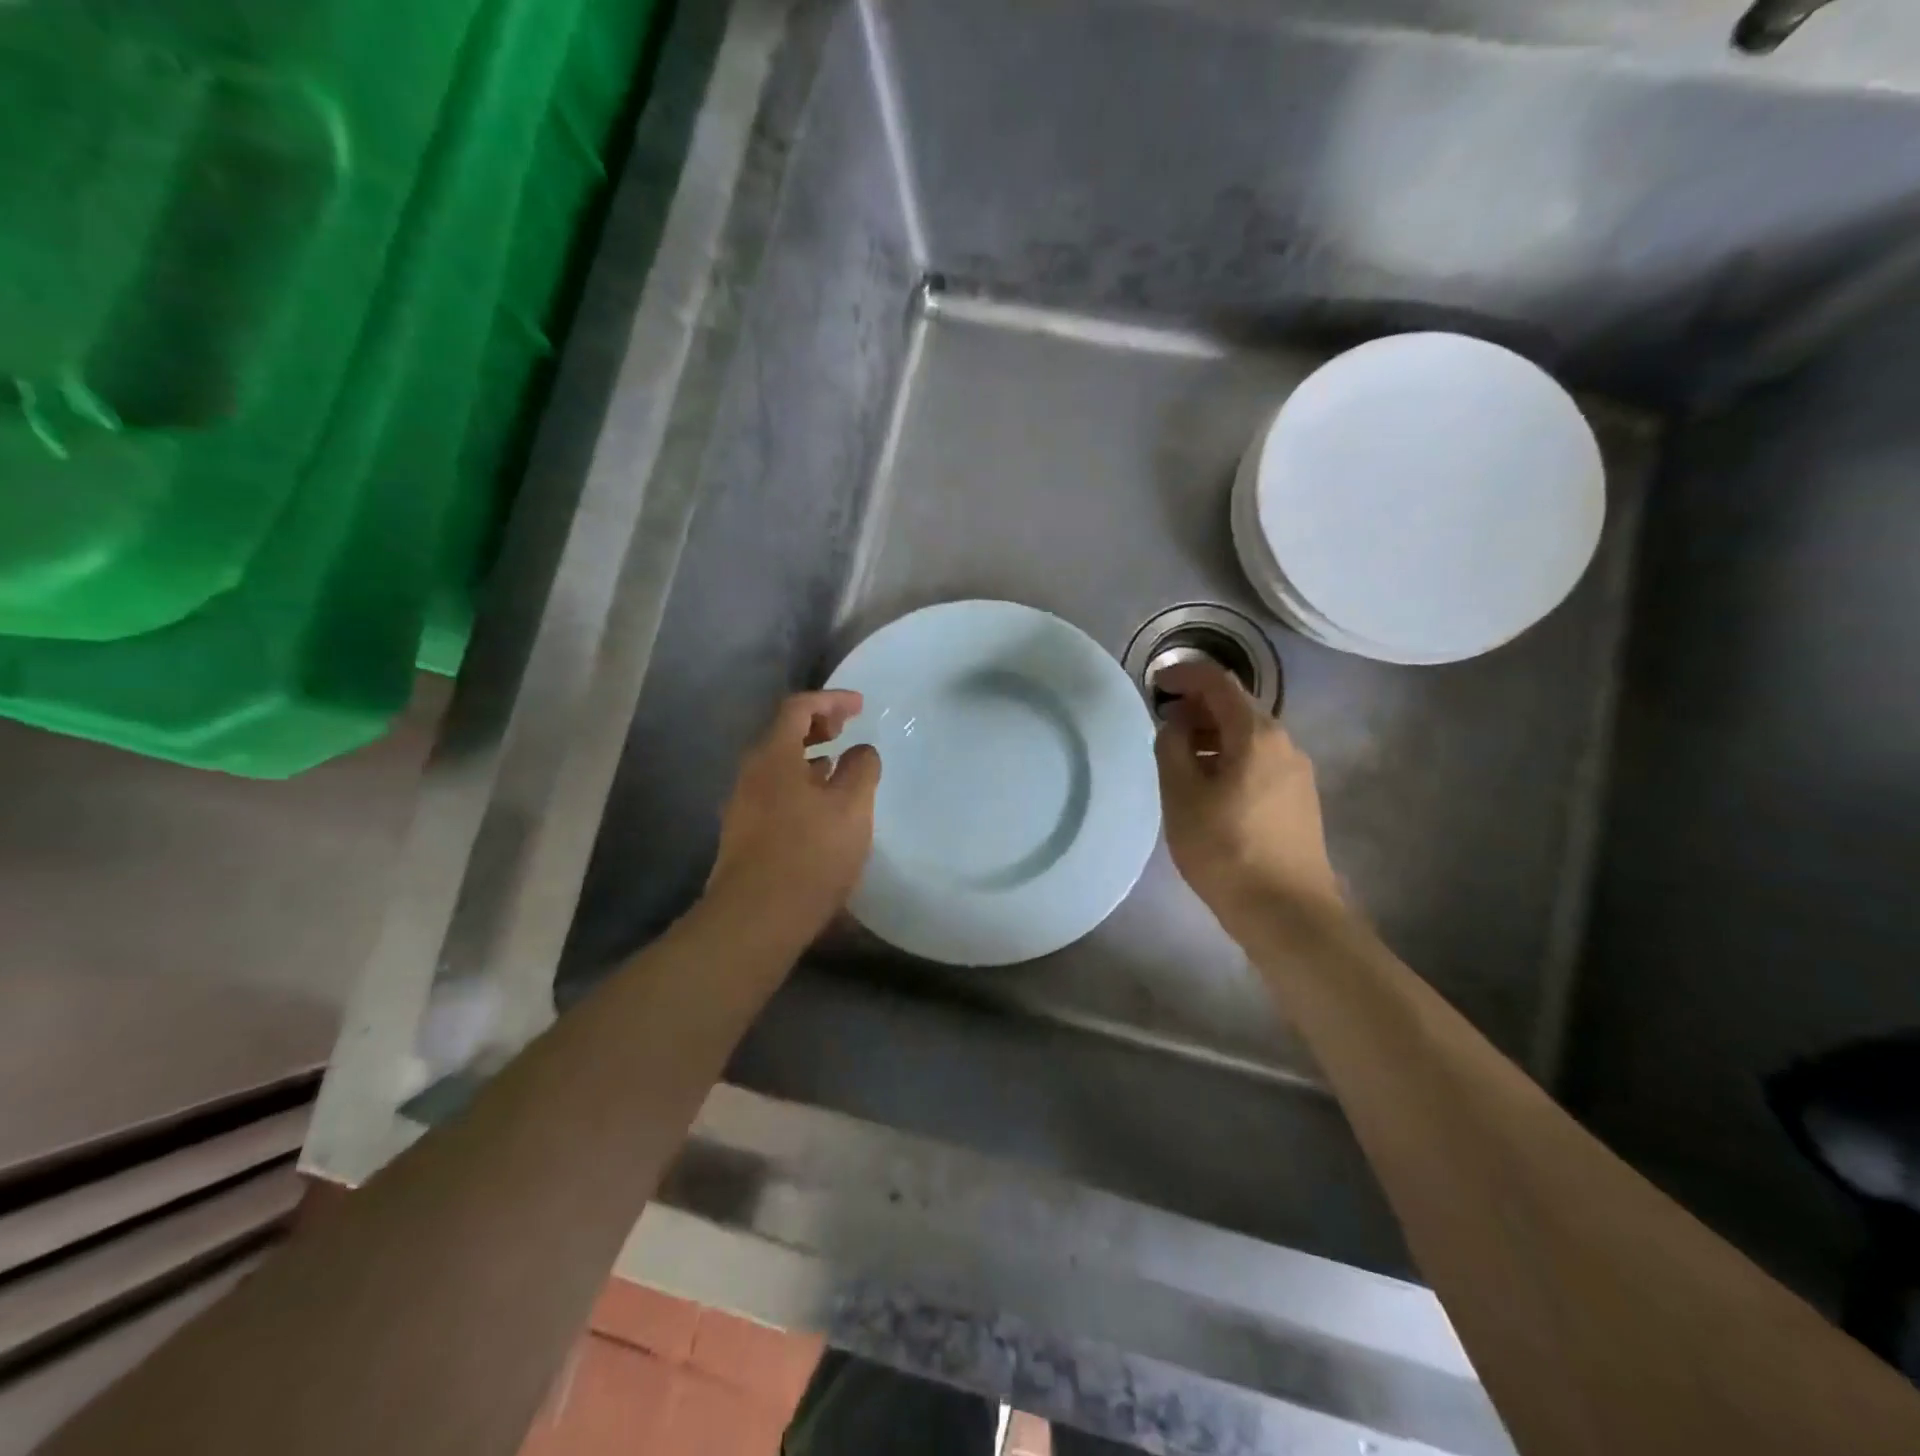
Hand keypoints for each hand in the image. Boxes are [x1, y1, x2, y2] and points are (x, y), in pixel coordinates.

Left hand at [708, 690, 881, 944]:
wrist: (756, 918)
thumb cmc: (810, 853)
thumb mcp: (851, 807)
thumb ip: (862, 769)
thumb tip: (860, 752)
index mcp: (773, 756)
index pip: (798, 708)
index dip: (831, 700)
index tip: (860, 706)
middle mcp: (750, 774)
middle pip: (782, 734)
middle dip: (817, 725)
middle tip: (846, 730)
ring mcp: (742, 805)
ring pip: (777, 766)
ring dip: (808, 757)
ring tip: (837, 767)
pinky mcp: (743, 834)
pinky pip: (774, 791)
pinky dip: (800, 784)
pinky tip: (820, 809)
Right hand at [1153, 661, 1343, 927]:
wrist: (1288, 912)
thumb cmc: (1225, 850)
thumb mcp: (1181, 797)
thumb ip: (1171, 749)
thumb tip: (1174, 725)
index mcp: (1256, 734)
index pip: (1218, 682)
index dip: (1184, 674)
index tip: (1155, 683)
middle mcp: (1284, 742)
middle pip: (1236, 706)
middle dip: (1196, 706)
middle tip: (1162, 723)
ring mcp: (1297, 771)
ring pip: (1248, 735)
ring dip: (1211, 734)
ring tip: (1178, 757)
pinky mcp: (1299, 797)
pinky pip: (1258, 759)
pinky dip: (1228, 756)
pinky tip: (1208, 784)